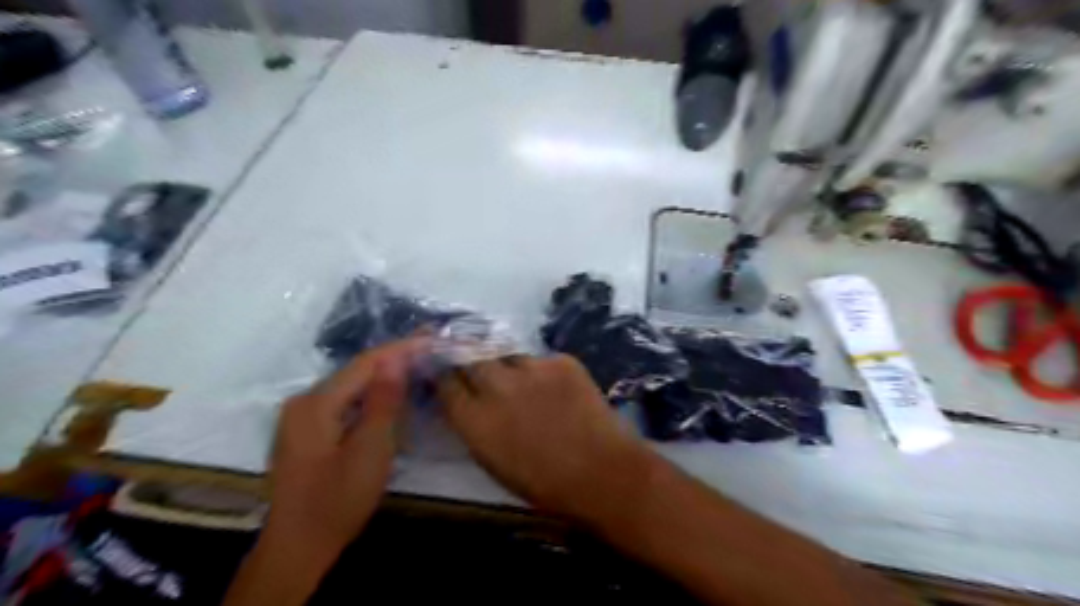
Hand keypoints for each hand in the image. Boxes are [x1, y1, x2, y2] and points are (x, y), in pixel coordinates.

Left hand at [264, 336, 429, 556]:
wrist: (298, 548)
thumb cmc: (338, 500)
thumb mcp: (369, 450)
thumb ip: (383, 401)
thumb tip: (396, 358)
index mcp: (315, 403)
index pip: (365, 363)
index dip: (401, 349)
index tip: (432, 339)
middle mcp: (303, 402)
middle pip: (356, 371)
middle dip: (394, 359)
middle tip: (429, 350)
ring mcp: (301, 417)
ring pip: (351, 386)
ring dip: (384, 377)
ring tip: (417, 366)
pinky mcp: (307, 432)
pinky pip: (344, 402)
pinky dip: (370, 396)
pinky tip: (389, 396)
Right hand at [434, 356, 653, 523]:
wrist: (603, 472)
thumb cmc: (545, 484)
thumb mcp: (494, 462)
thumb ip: (474, 428)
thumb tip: (466, 405)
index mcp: (475, 420)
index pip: (446, 383)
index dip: (446, 378)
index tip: (449, 378)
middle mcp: (497, 387)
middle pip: (472, 358)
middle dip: (472, 364)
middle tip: (482, 373)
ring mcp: (531, 369)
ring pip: (507, 355)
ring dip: (508, 367)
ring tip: (522, 382)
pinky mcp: (560, 361)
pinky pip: (541, 360)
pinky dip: (542, 372)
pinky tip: (554, 389)